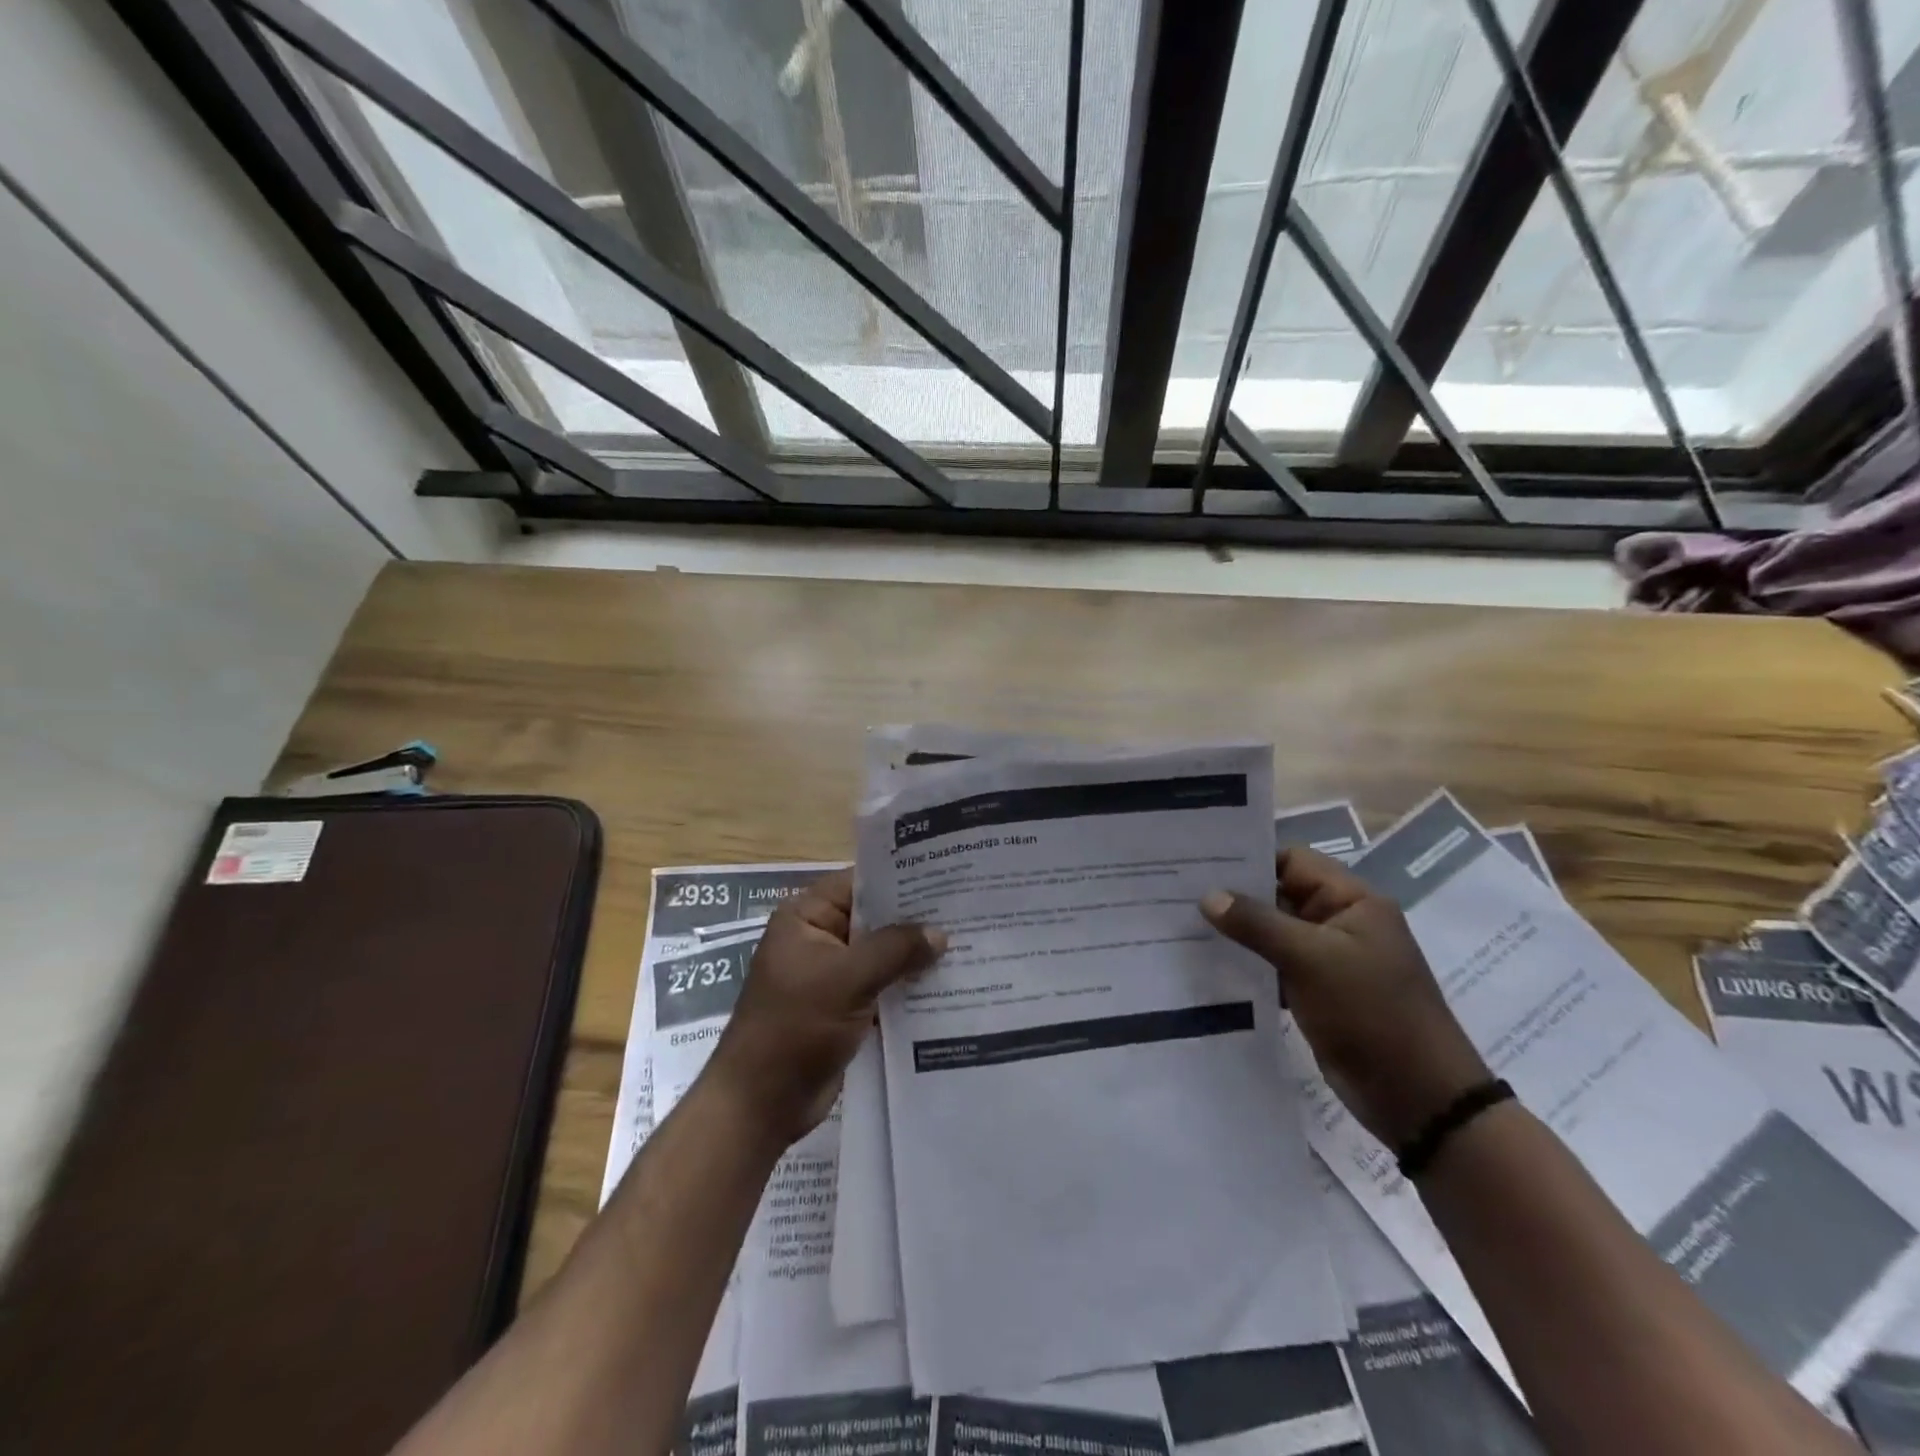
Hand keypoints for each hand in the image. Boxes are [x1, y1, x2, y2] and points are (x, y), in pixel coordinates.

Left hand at [707, 869, 945, 1149]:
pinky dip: (908, 987)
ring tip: (970, 944)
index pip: (860, 883)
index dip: (901, 879)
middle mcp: (820, 938)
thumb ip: (895, 950)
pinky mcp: (845, 1008)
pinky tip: (949, 985)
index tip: (946, 877)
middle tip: (968, 911)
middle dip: (916, 920)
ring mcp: (832, 975)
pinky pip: (882, 987)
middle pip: (875, 919)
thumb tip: (940, 933)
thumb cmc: (795, 1027)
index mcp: (807, 917)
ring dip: (916, 956)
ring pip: (882, 955)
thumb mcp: (847, 979)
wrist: (761, 1104)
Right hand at [1200, 848, 1490, 1148]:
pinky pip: (1275, 965)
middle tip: (1178, 893)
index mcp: (1353, 901)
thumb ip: (1257, 923)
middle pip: (1280, 895)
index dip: (1249, 858)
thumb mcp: (1311, 960)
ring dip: (1238, 933)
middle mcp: (1341, 922)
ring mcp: (1329, 959)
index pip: (1292, 860)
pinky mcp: (1318, 992)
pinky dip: (1248, 964)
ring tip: (1184, 926)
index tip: (1200, 863)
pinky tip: (1209, 965)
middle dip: (1235, 896)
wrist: (1418, 1098)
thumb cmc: (1371, 1013)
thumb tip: (1208, 896)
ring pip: (1274, 933)